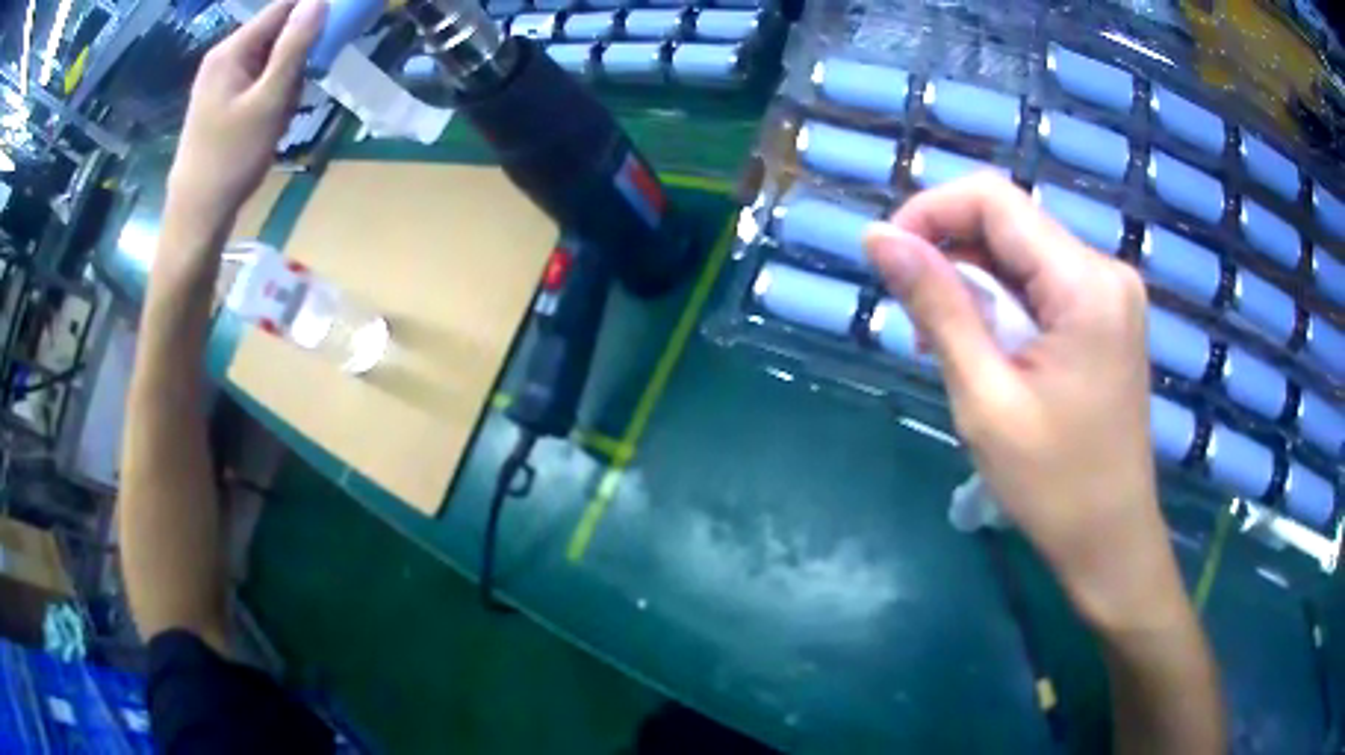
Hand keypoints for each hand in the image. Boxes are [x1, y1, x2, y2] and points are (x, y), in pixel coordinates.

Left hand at [168, 0, 325, 226]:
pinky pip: (259, 82)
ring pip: (270, 60)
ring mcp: (221, 80)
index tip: (332, 37)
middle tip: (295, 93)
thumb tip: (319, 0)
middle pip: (277, 34)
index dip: (313, 14)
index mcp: (231, 50)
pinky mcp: (222, 101)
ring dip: (286, 81)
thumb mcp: (269, 100)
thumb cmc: (231, 159)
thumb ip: (294, 46)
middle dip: (296, 58)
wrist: (196, 215)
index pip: (283, 7)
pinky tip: (269, 124)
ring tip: (280, 116)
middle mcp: (224, 57)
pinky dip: (272, 96)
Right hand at [865, 175, 1181, 628]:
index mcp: (1085, 284)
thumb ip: (937, 306)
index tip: (888, 258)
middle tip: (915, 323)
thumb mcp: (985, 398)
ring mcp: (1110, 294)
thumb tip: (878, 238)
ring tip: (943, 345)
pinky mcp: (1106, 315)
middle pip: (1009, 224)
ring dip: (974, 284)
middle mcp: (1105, 270)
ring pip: (1022, 254)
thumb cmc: (1053, 486)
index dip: (930, 212)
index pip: (994, 200)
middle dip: (950, 256)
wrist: (1111, 541)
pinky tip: (984, 349)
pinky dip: (1003, 304)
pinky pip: (1042, 284)